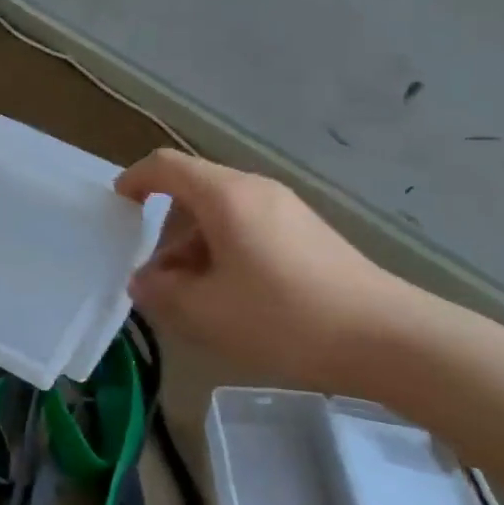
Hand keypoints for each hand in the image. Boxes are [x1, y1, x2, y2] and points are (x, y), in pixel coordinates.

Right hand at [115, 149, 402, 384]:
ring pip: (221, 213)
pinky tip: (233, 297)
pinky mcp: (307, 233)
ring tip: (194, 296)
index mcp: (226, 196)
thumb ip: (161, 292)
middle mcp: (255, 190)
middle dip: (165, 231)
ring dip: (195, 247)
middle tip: (157, 278)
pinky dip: (225, 251)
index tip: (117, 208)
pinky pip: (249, 228)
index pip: (166, 166)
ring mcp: (286, 209)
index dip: (135, 181)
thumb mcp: (207, 311)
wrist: (387, 338)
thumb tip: (143, 280)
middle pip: (193, 191)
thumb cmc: (285, 317)